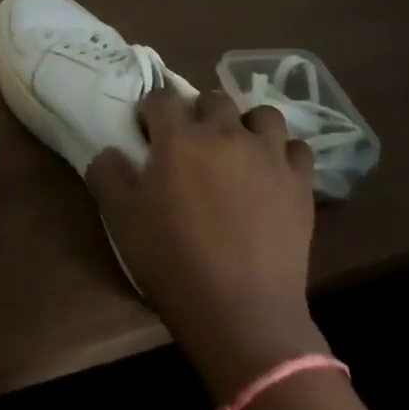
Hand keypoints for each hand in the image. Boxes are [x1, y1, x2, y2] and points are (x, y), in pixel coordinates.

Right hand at [88, 88, 327, 401]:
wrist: (241, 312)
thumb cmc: (173, 261)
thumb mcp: (121, 218)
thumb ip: (108, 174)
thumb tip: (110, 152)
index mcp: (179, 138)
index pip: (161, 97)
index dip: (151, 111)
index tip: (147, 133)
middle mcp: (225, 134)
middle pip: (213, 99)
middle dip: (198, 114)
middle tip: (191, 146)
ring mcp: (268, 156)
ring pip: (262, 115)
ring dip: (246, 126)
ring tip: (237, 152)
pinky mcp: (300, 183)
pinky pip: (297, 149)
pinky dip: (283, 154)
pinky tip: (272, 174)